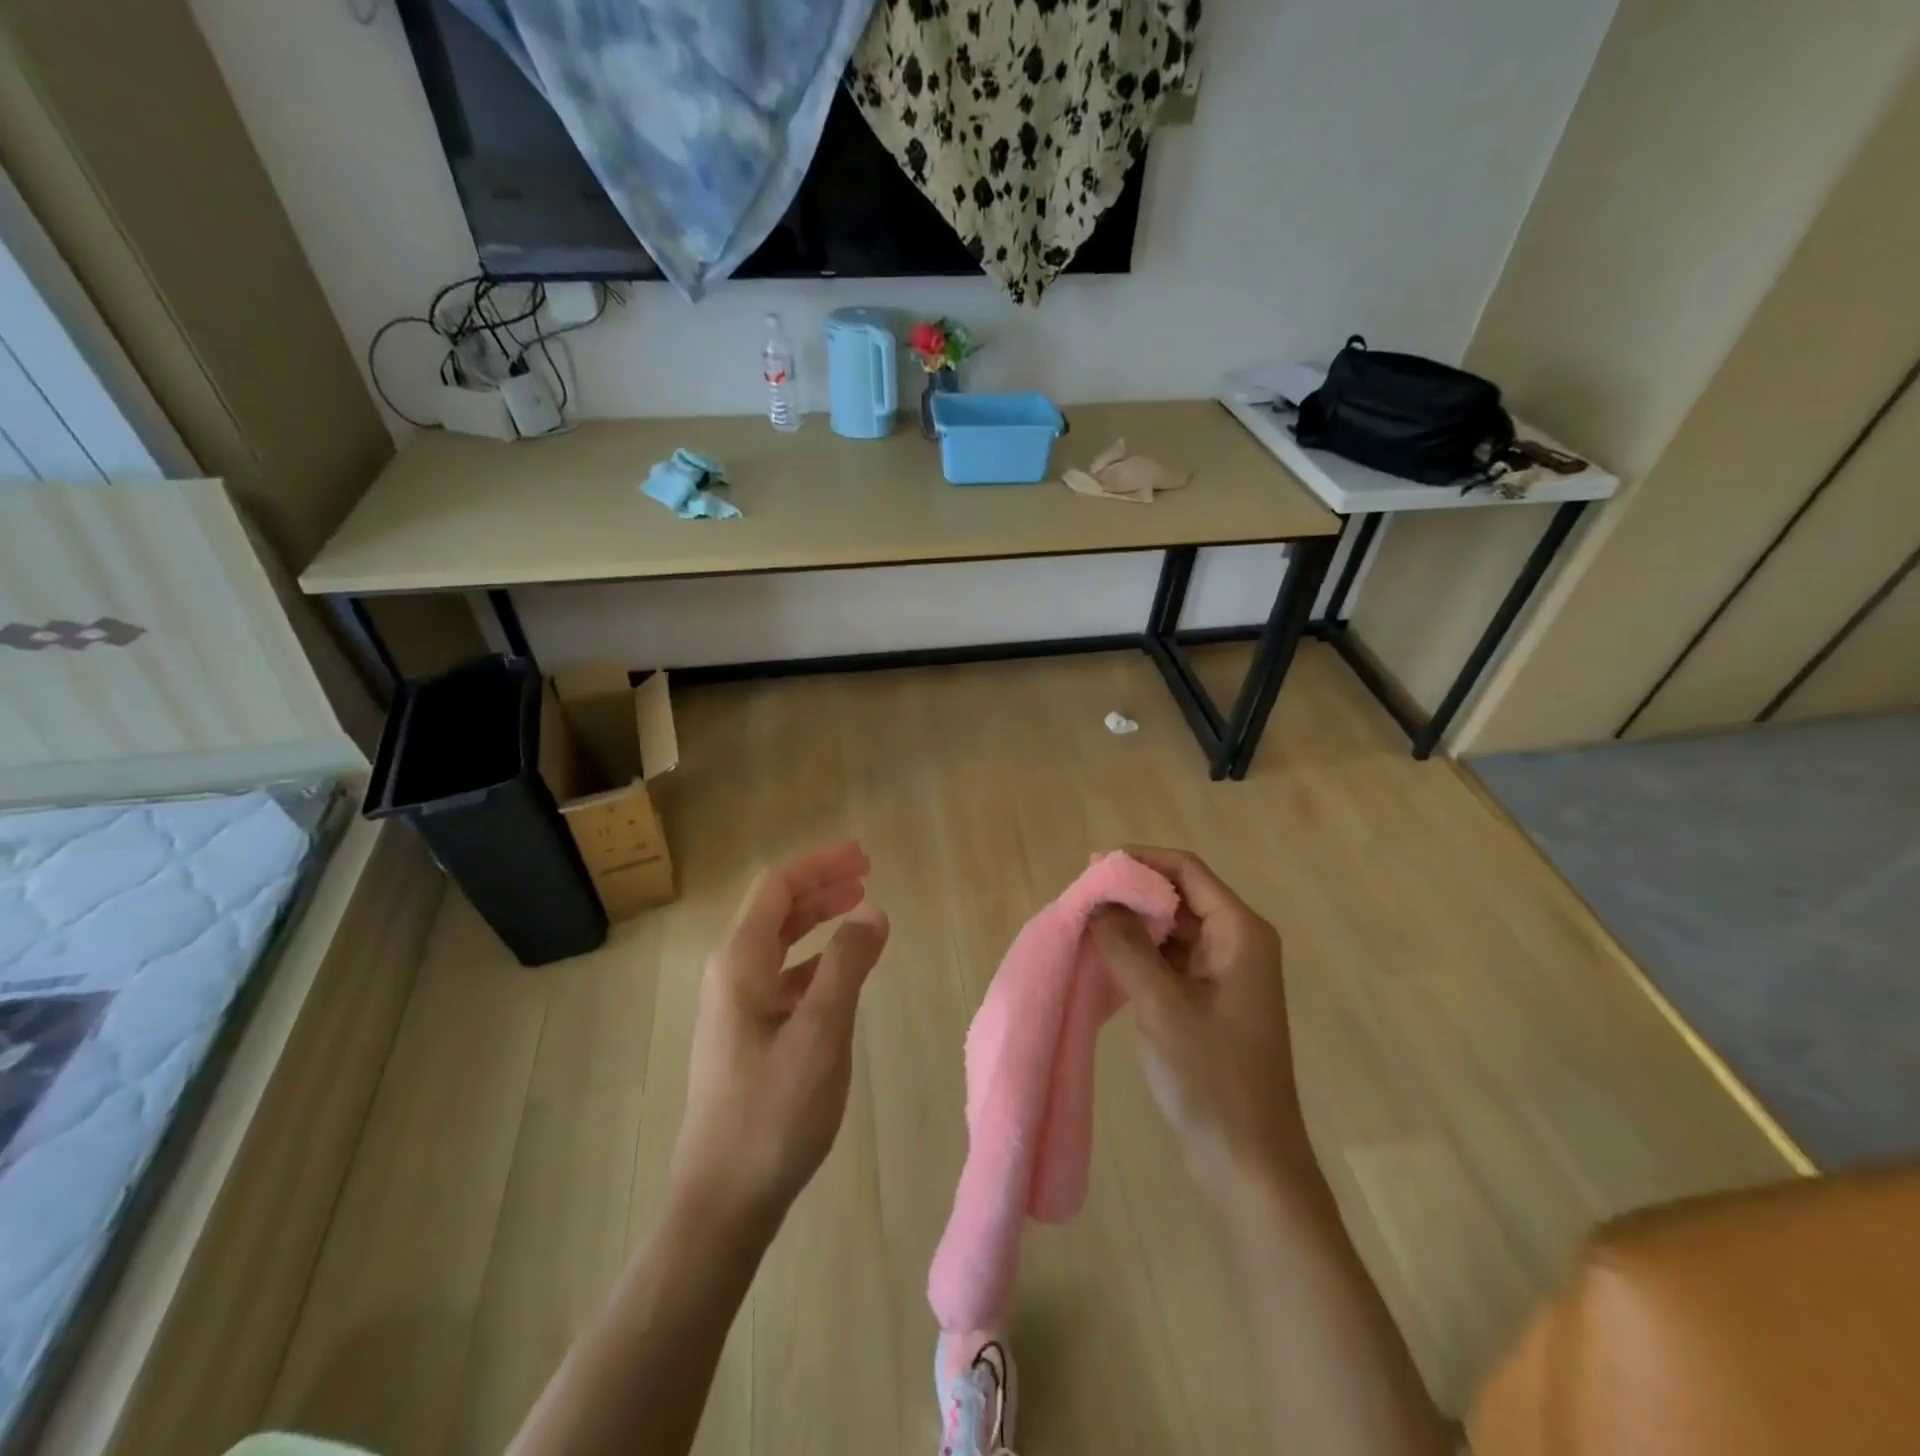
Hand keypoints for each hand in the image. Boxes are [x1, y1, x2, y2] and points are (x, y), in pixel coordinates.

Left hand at [670, 841, 889, 1229]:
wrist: (722, 1200)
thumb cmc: (773, 1112)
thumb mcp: (821, 1032)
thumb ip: (847, 964)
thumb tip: (872, 911)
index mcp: (740, 963)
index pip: (778, 888)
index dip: (820, 864)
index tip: (864, 856)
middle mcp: (731, 975)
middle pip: (777, 909)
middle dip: (821, 885)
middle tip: (866, 873)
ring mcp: (736, 1007)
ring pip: (780, 942)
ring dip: (818, 919)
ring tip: (859, 908)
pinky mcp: (747, 1035)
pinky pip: (783, 976)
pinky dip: (815, 960)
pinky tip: (841, 970)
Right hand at [1089, 847, 1311, 1208]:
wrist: (1249, 1162)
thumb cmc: (1212, 1077)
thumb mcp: (1162, 1005)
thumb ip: (1126, 946)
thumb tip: (1097, 900)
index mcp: (1241, 932)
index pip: (1187, 870)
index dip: (1140, 861)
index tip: (1093, 868)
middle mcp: (1238, 942)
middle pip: (1179, 895)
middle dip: (1131, 893)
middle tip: (1082, 901)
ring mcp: (1225, 972)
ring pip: (1172, 927)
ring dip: (1132, 924)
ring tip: (1086, 926)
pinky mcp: (1210, 999)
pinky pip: (1170, 958)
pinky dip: (1139, 953)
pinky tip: (1105, 960)